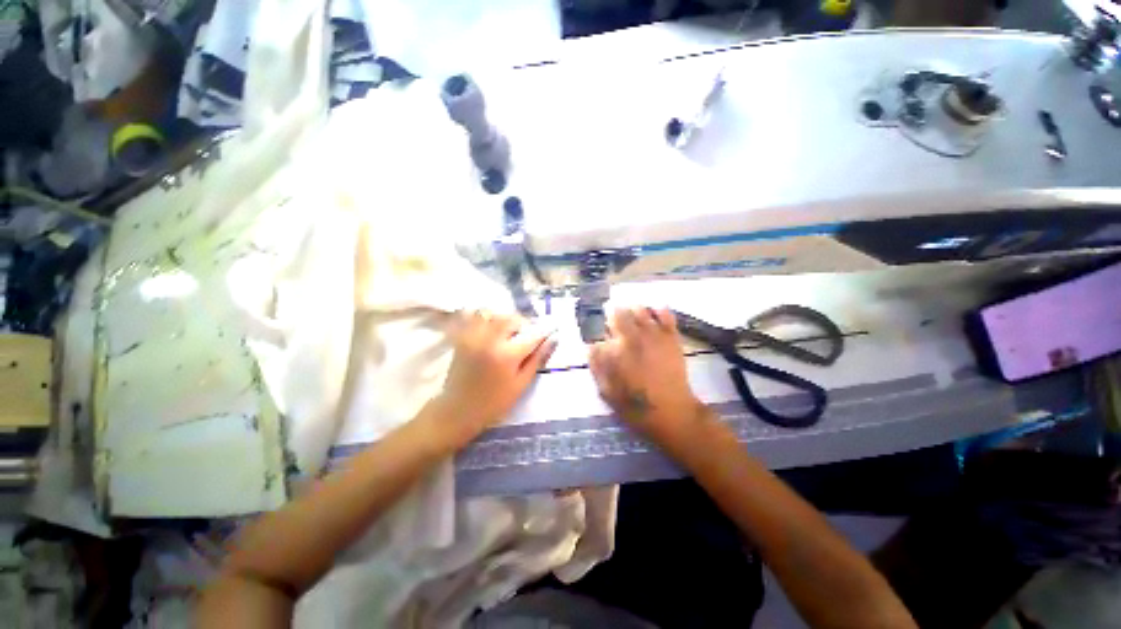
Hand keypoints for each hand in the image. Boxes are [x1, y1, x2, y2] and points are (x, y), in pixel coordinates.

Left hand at [433, 310, 556, 443]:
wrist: (458, 410)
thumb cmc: (494, 402)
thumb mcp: (521, 384)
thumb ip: (537, 359)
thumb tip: (553, 339)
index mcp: (508, 355)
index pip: (532, 334)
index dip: (545, 331)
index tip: (552, 329)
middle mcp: (490, 340)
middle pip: (512, 318)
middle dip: (523, 323)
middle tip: (527, 334)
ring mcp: (474, 337)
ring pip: (493, 314)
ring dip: (504, 318)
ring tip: (508, 331)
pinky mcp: (463, 338)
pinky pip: (474, 318)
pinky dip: (485, 318)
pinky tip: (491, 329)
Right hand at [589, 307, 707, 446]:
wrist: (671, 412)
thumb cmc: (635, 405)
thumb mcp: (607, 391)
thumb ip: (597, 366)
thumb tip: (591, 346)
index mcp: (616, 350)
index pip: (602, 331)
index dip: (600, 330)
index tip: (601, 333)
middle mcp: (634, 337)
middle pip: (619, 313)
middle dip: (613, 313)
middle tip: (612, 316)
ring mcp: (654, 335)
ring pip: (640, 310)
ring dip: (632, 309)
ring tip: (630, 313)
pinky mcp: (671, 337)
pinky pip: (665, 315)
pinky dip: (658, 309)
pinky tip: (653, 310)